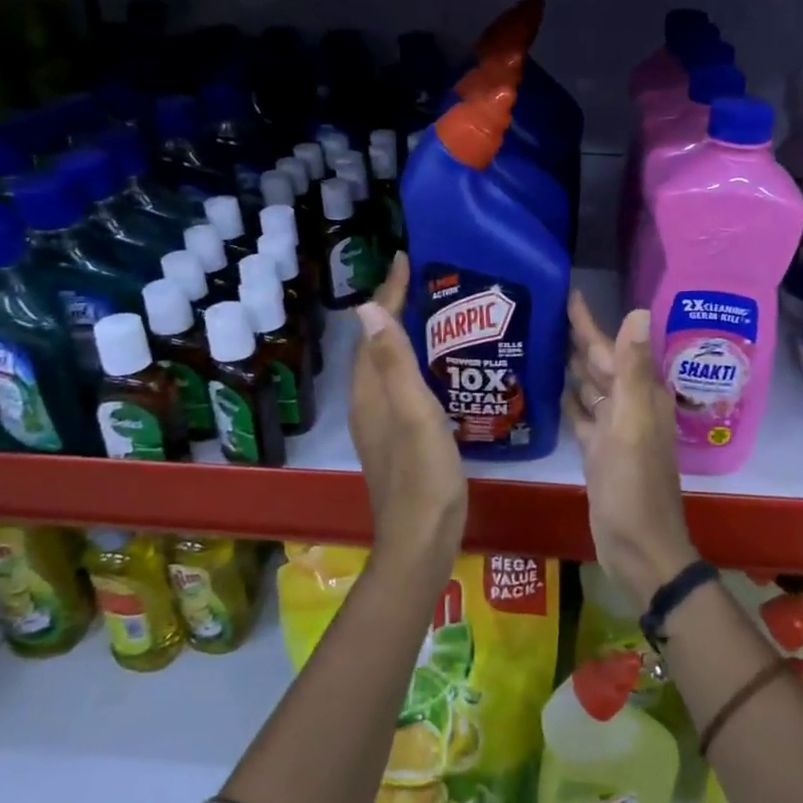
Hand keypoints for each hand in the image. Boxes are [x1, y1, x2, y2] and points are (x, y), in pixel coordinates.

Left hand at [351, 253, 467, 583]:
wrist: (421, 542)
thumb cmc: (424, 478)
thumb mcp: (414, 415)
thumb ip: (394, 364)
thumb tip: (365, 308)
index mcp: (371, 395)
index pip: (373, 331)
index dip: (388, 295)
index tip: (405, 260)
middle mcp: (369, 405)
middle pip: (374, 346)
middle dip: (391, 309)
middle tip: (421, 281)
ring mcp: (381, 426)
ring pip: (385, 367)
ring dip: (400, 335)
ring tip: (430, 313)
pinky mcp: (397, 440)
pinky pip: (398, 386)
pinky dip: (411, 364)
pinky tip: (436, 368)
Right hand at [564, 291, 698, 608]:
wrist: (639, 549)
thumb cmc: (634, 486)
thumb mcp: (633, 424)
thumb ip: (633, 369)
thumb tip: (638, 311)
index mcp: (640, 395)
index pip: (611, 347)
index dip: (589, 322)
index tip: (567, 293)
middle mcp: (629, 406)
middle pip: (598, 364)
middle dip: (574, 339)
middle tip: (539, 313)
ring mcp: (612, 431)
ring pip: (588, 388)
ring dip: (568, 367)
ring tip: (537, 342)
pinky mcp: (597, 452)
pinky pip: (580, 416)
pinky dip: (566, 401)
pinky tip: (546, 389)